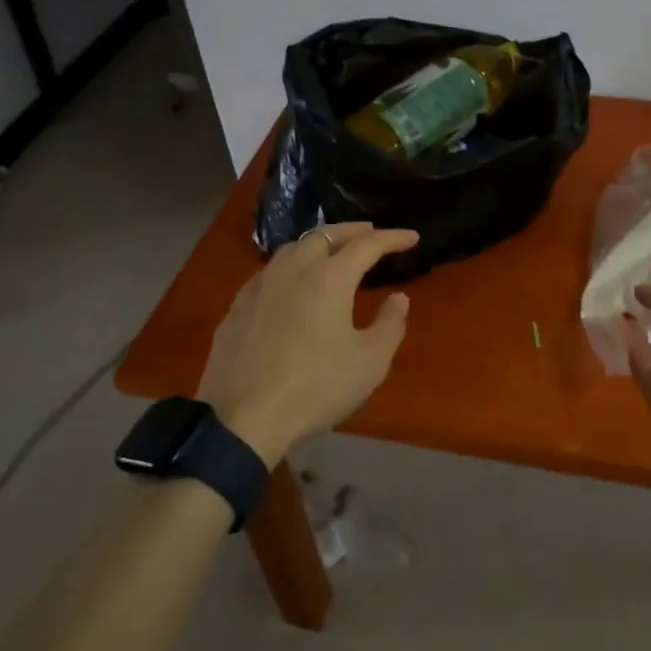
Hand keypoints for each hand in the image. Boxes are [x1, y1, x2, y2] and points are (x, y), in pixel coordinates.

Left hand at [198, 223, 419, 466]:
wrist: (241, 419)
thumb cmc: (315, 388)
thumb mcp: (369, 364)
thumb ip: (390, 325)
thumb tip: (398, 298)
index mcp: (329, 278)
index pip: (367, 245)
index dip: (392, 238)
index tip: (412, 237)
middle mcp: (293, 270)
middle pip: (325, 235)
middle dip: (352, 231)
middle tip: (370, 233)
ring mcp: (260, 286)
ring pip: (293, 248)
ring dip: (318, 243)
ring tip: (331, 252)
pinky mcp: (238, 306)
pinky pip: (270, 271)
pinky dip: (291, 265)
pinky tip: (291, 283)